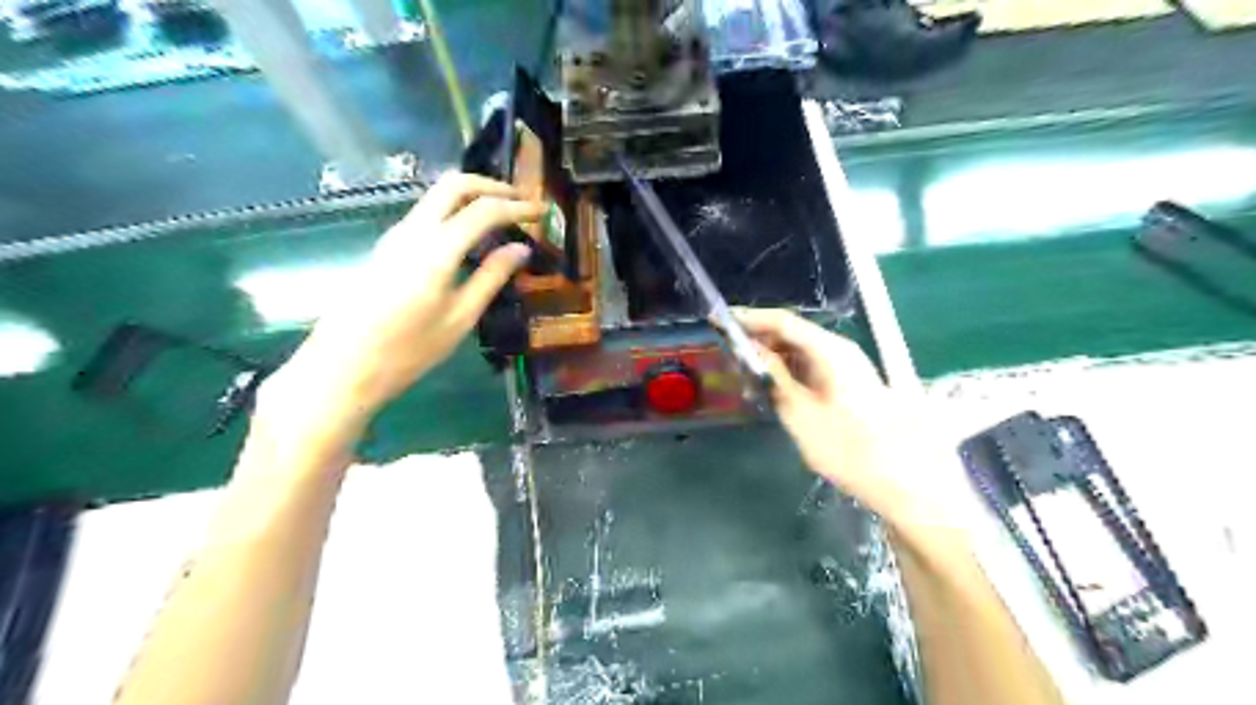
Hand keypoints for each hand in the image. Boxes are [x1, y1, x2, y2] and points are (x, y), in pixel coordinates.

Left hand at [262, 174, 542, 430]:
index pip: (483, 210)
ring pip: (436, 196)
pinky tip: (470, 236)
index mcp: (436, 250)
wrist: (342, 367)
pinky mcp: (386, 247)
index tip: (541, 210)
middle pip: (454, 185)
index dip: (516, 206)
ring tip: (502, 217)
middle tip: (520, 201)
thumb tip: (521, 250)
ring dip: (471, 197)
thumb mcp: (460, 318)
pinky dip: (454, 212)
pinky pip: (426, 214)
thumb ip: (491, 278)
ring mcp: (394, 235)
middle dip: (491, 186)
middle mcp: (413, 230)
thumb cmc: (408, 351)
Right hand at [739, 310, 903, 505]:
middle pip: (792, 333)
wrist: (899, 478)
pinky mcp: (846, 383)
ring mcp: (845, 366)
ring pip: (799, 350)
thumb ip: (774, 376)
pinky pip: (809, 366)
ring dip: (771, 356)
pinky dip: (786, 371)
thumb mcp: (799, 411)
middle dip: (758, 337)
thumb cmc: (846, 446)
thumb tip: (752, 350)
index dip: (749, 319)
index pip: (782, 322)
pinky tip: (768, 384)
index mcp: (829, 350)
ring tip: (741, 368)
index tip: (719, 320)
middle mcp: (839, 350)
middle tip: (726, 347)